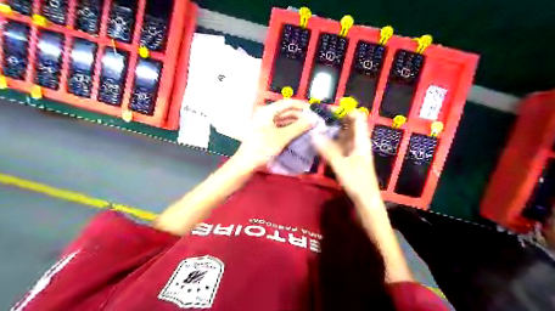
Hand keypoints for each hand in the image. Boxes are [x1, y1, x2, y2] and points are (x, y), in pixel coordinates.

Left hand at [232, 99, 311, 171]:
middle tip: (312, 121)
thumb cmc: (262, 148)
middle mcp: (265, 115)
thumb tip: (312, 120)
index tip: (312, 110)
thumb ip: (298, 127)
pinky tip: (297, 133)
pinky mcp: (265, 133)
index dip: (301, 105)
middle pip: (285, 111)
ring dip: (295, 123)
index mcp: (267, 112)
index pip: (287, 103)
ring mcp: (265, 124)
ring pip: (283, 120)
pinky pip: (280, 127)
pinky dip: (289, 129)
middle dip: (299, 116)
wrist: (246, 163)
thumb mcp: (282, 137)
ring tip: (307, 127)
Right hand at [311, 110, 381, 202]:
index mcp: (361, 141)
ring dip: (334, 129)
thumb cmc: (357, 182)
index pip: (358, 117)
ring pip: (345, 133)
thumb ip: (328, 150)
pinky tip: (322, 141)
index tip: (328, 110)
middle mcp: (359, 142)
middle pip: (350, 124)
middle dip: (336, 118)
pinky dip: (333, 140)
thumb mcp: (341, 166)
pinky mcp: (350, 156)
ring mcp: (355, 149)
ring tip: (318, 127)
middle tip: (319, 118)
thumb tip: (314, 135)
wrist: (366, 199)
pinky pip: (342, 143)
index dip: (345, 110)